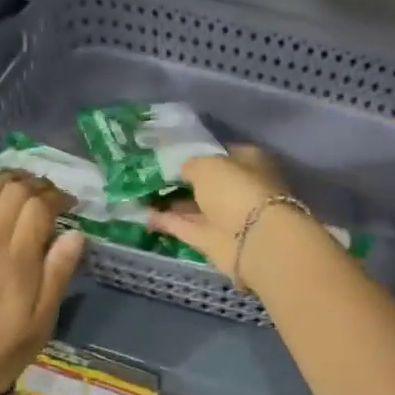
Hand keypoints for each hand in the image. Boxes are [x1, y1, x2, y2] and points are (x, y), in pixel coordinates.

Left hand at [0, 169, 84, 394]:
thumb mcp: (40, 324)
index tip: (70, 205)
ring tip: (23, 182)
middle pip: (13, 191)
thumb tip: (76, 235)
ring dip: (7, 178)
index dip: (57, 198)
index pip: (38, 207)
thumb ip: (57, 275)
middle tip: (50, 193)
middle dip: (36, 184)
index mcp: (17, 261)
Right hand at [147, 145, 288, 275]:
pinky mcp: (213, 241)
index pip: (222, 154)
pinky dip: (168, 222)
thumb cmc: (236, 189)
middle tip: (152, 175)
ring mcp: (227, 217)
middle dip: (184, 181)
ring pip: (196, 207)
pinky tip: (144, 215)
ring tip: (141, 195)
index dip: (199, 153)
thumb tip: (183, 170)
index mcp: (249, 162)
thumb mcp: (207, 164)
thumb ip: (191, 165)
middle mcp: (240, 188)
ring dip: (173, 203)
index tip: (172, 155)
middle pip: (208, 183)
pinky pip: (187, 226)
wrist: (253, 239)